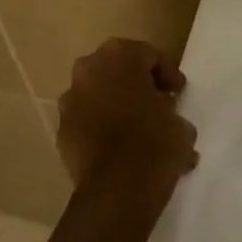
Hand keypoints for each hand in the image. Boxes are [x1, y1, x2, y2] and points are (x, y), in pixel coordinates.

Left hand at [56, 39, 198, 189]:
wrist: (119, 187)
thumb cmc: (156, 142)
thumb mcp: (179, 121)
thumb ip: (168, 107)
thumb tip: (161, 113)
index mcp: (119, 57)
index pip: (147, 54)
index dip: (166, 73)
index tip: (178, 92)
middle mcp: (88, 71)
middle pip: (115, 69)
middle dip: (135, 84)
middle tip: (156, 103)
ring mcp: (69, 102)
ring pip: (97, 95)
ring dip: (115, 106)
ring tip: (137, 129)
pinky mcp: (61, 132)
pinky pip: (86, 122)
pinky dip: (100, 129)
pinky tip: (120, 149)